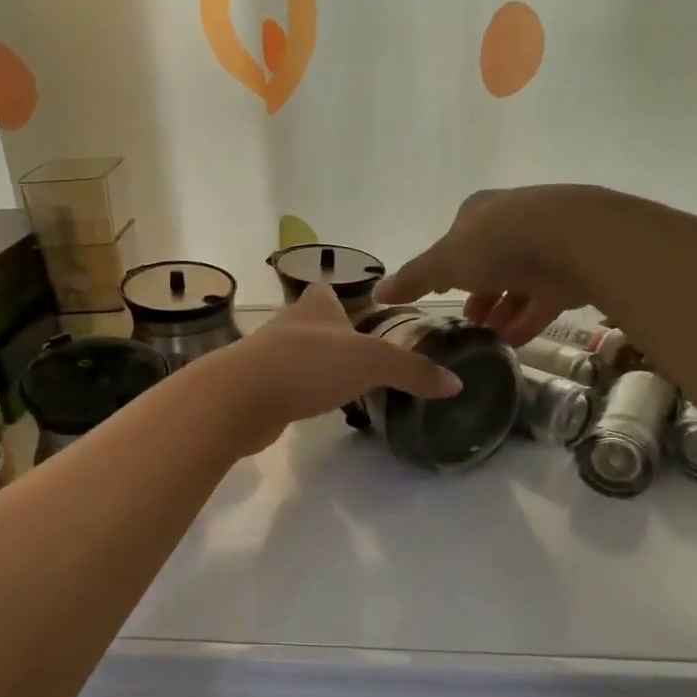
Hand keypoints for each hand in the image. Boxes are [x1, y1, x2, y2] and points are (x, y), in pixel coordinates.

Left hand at [212, 283, 460, 453]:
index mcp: (314, 307)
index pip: (327, 292)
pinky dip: (301, 391)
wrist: (241, 398)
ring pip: (299, 354)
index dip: (342, 297)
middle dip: (333, 334)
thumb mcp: (371, 362)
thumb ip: (412, 370)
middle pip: (313, 323)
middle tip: (363, 355)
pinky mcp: (257, 388)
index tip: (359, 311)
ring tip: (345, 382)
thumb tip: (455, 384)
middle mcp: (290, 325)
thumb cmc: (308, 364)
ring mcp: (268, 356)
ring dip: (317, 365)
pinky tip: (315, 405)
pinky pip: (286, 384)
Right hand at [377, 185, 611, 345]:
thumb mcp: (446, 262)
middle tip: (465, 322)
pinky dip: (526, 319)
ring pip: (517, 281)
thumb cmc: (499, 244)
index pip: (457, 238)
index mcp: (480, 211)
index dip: (445, 266)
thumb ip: (414, 278)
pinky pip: (543, 298)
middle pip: (488, 260)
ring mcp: (547, 243)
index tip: (439, 293)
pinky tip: (513, 343)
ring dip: (501, 309)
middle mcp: (513, 221)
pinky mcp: (572, 268)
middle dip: (475, 292)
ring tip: (487, 338)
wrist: (577, 241)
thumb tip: (377, 292)